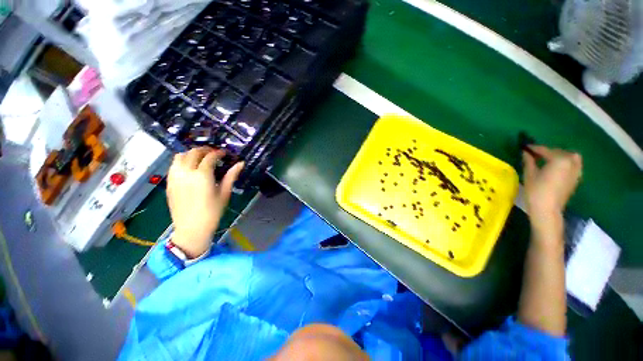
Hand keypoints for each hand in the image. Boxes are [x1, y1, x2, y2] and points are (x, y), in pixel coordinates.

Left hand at [166, 147, 243, 257]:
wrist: (191, 228)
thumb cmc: (212, 212)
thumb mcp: (225, 193)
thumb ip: (231, 176)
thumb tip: (240, 164)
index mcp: (202, 176)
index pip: (210, 156)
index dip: (218, 153)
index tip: (225, 153)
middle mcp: (186, 173)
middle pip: (193, 152)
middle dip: (205, 150)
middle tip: (214, 154)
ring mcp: (175, 177)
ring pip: (180, 156)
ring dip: (191, 154)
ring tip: (201, 158)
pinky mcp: (169, 183)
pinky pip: (173, 165)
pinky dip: (182, 161)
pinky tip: (190, 168)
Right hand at [522, 146, 581, 234]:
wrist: (547, 210)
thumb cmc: (536, 191)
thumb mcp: (529, 174)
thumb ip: (529, 161)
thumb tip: (526, 152)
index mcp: (559, 160)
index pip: (545, 150)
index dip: (534, 148)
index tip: (525, 147)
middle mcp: (571, 162)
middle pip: (559, 152)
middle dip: (547, 152)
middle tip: (535, 155)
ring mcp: (576, 170)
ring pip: (569, 157)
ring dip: (559, 156)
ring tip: (547, 160)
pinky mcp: (576, 178)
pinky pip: (573, 164)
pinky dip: (565, 163)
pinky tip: (556, 168)